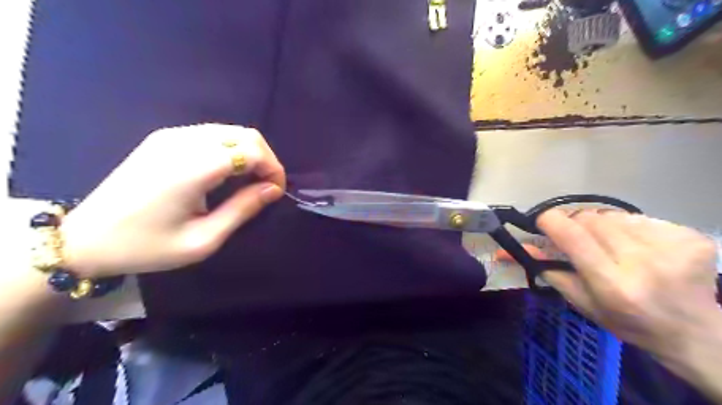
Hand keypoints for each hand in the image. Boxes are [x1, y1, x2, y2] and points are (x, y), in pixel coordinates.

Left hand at [58, 123, 284, 277]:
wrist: (84, 238)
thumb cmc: (147, 246)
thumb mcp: (203, 239)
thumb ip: (242, 209)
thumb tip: (273, 190)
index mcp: (192, 168)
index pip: (251, 150)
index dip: (273, 169)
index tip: (276, 192)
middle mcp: (183, 142)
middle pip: (245, 134)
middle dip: (266, 159)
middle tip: (266, 187)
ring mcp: (171, 136)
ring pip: (231, 131)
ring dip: (250, 153)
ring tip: (250, 181)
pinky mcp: (164, 138)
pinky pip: (212, 134)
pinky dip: (231, 149)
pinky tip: (227, 172)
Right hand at [532, 211, 719, 359]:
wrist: (692, 332)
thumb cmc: (626, 321)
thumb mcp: (579, 300)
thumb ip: (545, 269)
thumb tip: (504, 250)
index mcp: (612, 284)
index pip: (571, 234)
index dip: (550, 221)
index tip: (543, 222)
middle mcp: (644, 263)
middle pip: (590, 218)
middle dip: (577, 226)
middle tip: (581, 242)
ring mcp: (673, 248)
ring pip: (613, 215)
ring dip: (604, 226)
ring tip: (614, 247)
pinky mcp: (691, 237)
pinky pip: (640, 218)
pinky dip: (631, 228)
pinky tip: (641, 247)